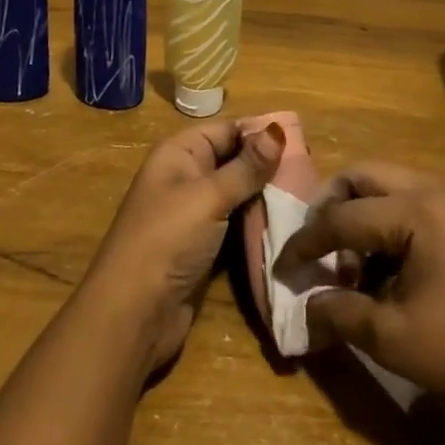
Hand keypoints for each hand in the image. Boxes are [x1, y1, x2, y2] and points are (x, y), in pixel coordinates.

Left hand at [82, 121, 284, 376]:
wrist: (132, 315)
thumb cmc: (167, 241)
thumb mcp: (208, 197)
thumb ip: (245, 167)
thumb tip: (277, 130)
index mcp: (179, 154)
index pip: (226, 129)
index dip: (260, 132)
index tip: (303, 140)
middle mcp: (185, 177)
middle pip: (233, 160)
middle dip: (267, 164)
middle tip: (311, 170)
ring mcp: (194, 214)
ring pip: (237, 193)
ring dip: (265, 195)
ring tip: (307, 194)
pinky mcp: (203, 246)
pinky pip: (235, 223)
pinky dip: (257, 222)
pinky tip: (287, 222)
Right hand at [280, 164, 444, 432]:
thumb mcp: (391, 337)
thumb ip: (339, 312)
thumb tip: (303, 309)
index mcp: (417, 210)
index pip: (343, 216)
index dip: (307, 242)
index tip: (282, 267)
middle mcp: (435, 192)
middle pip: (364, 177)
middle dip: (331, 207)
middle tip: (315, 246)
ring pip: (389, 188)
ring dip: (361, 217)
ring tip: (351, 269)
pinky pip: (412, 205)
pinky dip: (387, 227)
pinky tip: (385, 273)